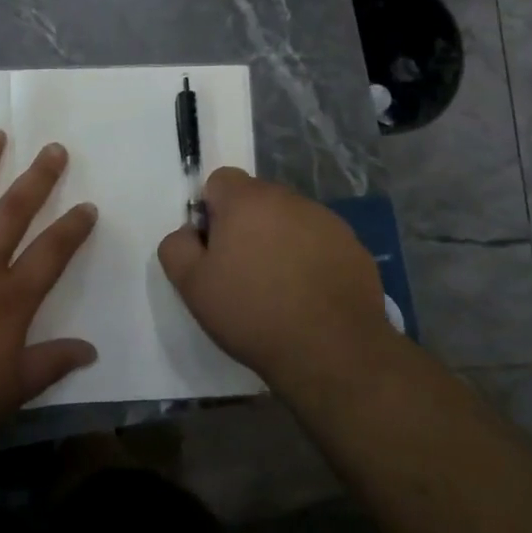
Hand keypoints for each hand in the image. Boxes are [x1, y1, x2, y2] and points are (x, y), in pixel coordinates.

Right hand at [157, 167, 390, 393]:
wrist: (331, 351)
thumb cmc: (253, 313)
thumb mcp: (192, 286)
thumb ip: (177, 247)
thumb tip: (189, 233)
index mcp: (247, 200)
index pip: (220, 181)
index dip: (212, 211)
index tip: (215, 249)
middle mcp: (288, 198)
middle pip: (257, 199)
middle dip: (247, 225)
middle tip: (244, 272)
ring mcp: (327, 221)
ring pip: (290, 220)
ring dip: (280, 240)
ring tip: (280, 288)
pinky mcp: (354, 247)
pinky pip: (321, 242)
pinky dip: (311, 259)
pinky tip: (310, 296)